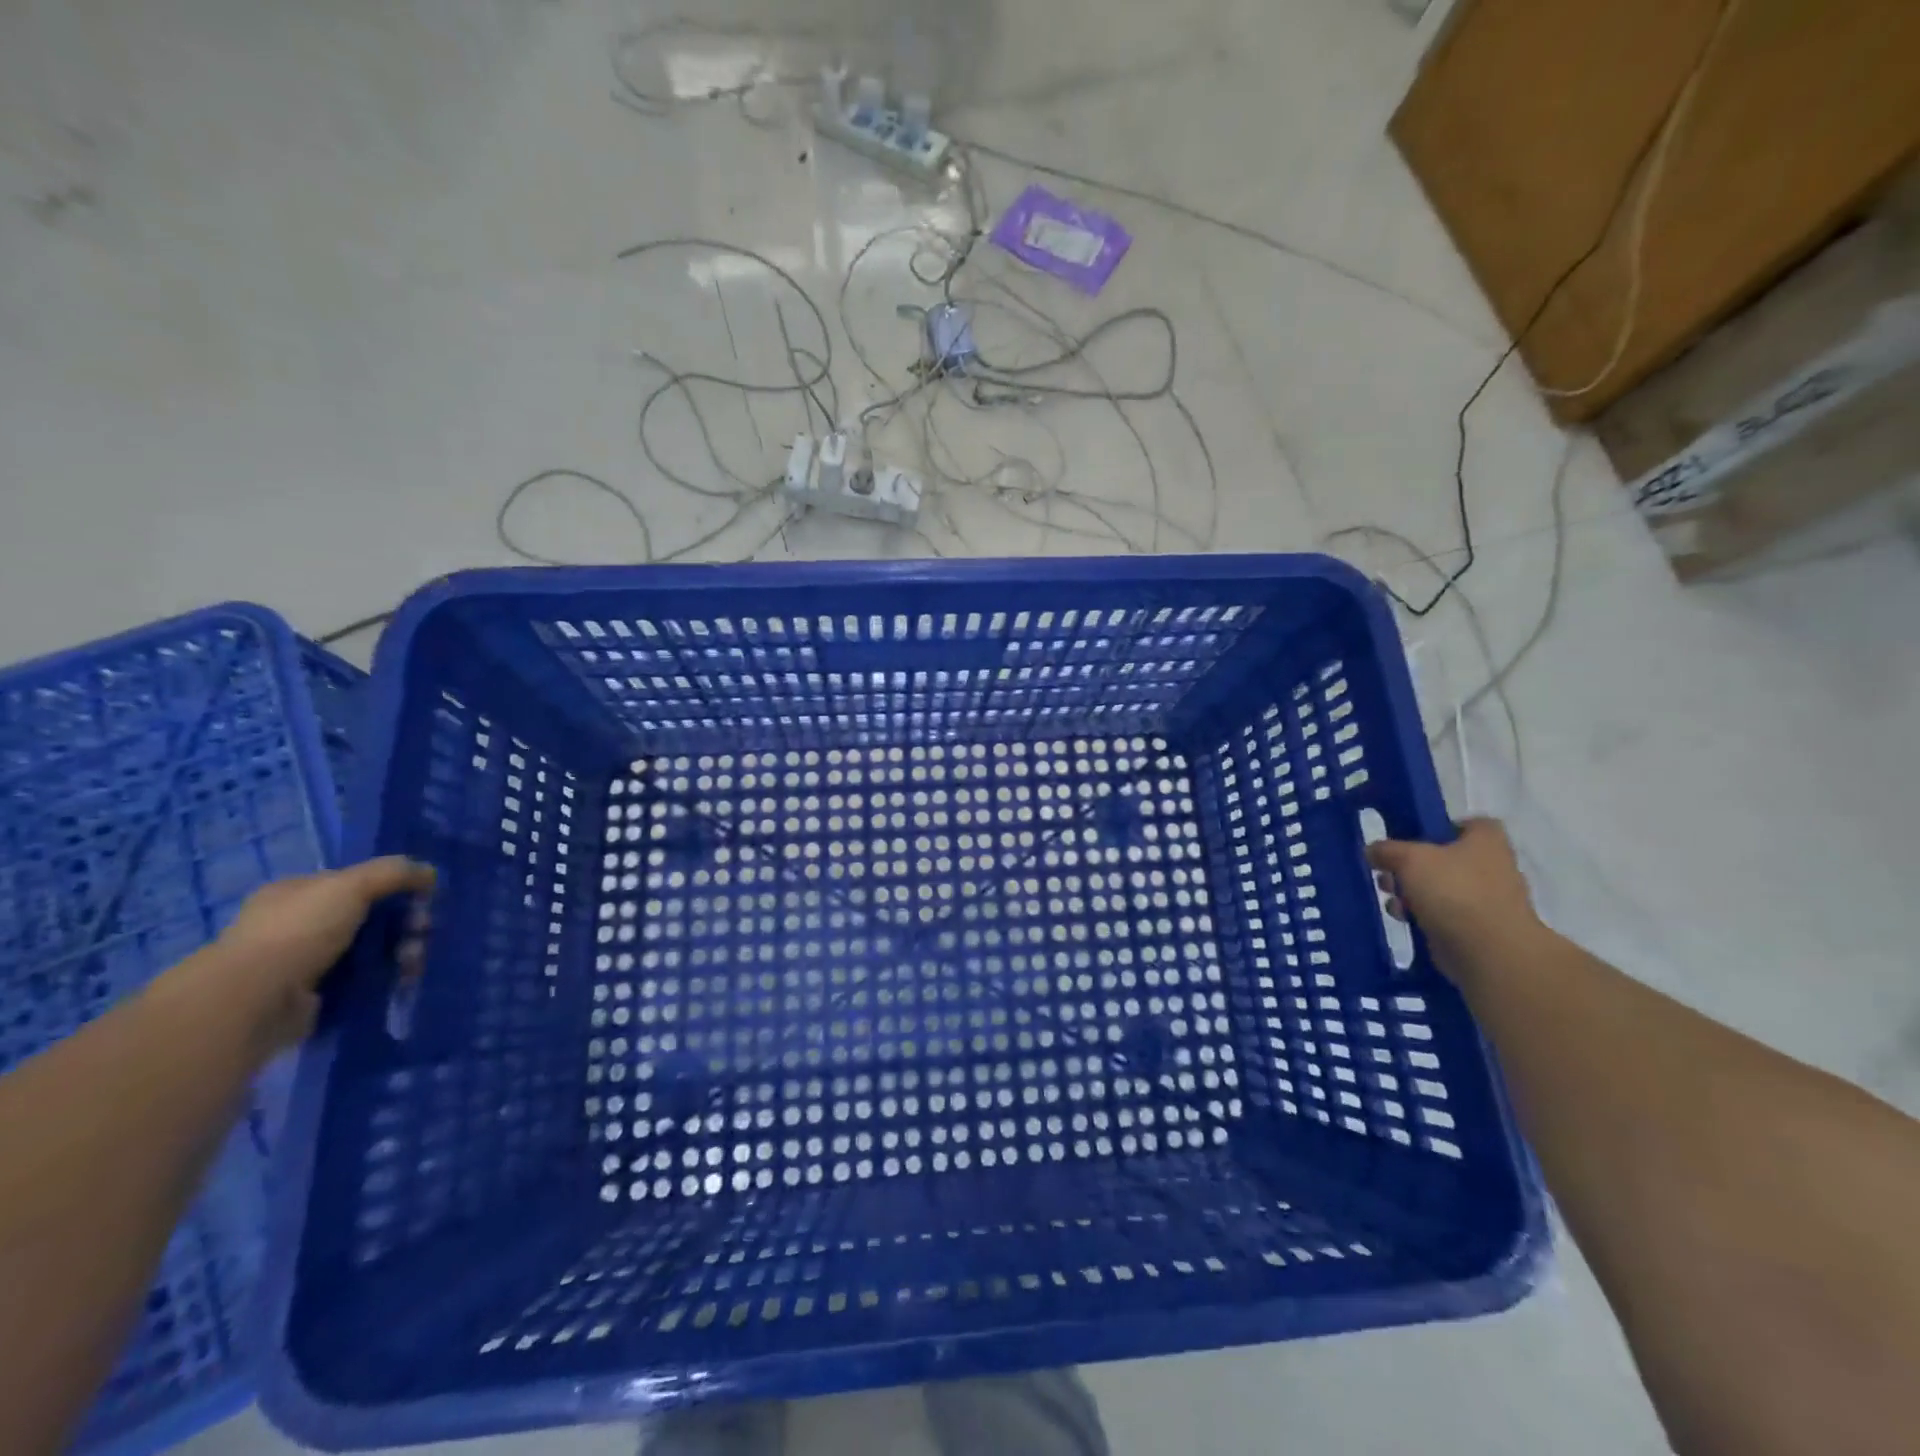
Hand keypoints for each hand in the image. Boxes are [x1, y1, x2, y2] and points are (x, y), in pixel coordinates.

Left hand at [206, 857, 434, 1050]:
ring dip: (400, 952)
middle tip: (423, 931)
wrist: (255, 1001)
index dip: (393, 886)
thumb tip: (429, 872)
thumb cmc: (299, 931)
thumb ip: (394, 872)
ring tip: (413, 962)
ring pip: (371, 950)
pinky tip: (402, 980)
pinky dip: (386, 979)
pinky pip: (363, 980)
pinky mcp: (316, 996)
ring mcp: (305, 963)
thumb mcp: (351, 885)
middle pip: (369, 917)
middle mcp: (298, 925)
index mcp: (296, 893)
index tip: (423, 897)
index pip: (354, 882)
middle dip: (403, 923)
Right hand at [1367, 818, 1540, 986]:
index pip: (1467, 824)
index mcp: (1485, 841)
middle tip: (1387, 871)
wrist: (1489, 952)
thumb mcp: (1409, 859)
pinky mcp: (1475, 928)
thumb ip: (1387, 850)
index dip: (1439, 826)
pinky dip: (1422, 915)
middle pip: (1444, 858)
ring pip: (1439, 887)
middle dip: (1412, 865)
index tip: (1411, 837)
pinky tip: (1403, 918)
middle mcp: (1491, 867)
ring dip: (1411, 891)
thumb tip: (1373, 851)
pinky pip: (1442, 914)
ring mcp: (1485, 900)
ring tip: (1390, 898)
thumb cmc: (1454, 891)